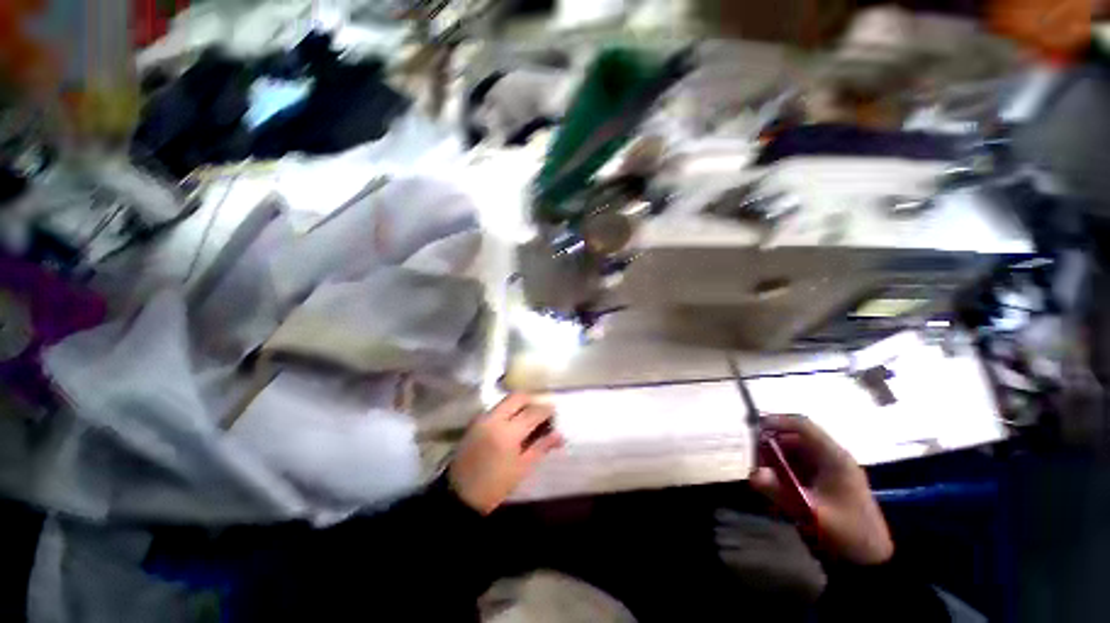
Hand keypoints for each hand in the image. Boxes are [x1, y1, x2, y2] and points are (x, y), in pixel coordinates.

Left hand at [448, 394, 563, 514]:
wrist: (459, 495)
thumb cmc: (495, 485)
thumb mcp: (522, 468)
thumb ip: (541, 447)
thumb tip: (559, 435)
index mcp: (508, 433)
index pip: (532, 412)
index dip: (546, 410)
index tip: (555, 411)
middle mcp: (494, 419)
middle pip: (517, 397)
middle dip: (532, 400)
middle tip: (541, 411)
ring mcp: (483, 418)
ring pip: (506, 400)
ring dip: (520, 404)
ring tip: (529, 417)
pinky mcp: (475, 421)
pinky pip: (496, 408)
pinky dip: (508, 410)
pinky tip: (513, 423)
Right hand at [750, 415, 893, 564]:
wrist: (869, 562)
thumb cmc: (846, 534)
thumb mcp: (811, 514)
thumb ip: (780, 492)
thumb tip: (752, 473)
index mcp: (834, 458)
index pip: (803, 426)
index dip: (777, 421)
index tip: (752, 426)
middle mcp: (830, 458)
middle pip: (794, 438)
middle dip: (769, 443)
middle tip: (750, 455)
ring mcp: (826, 470)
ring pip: (792, 452)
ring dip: (773, 458)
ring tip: (758, 471)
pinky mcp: (821, 483)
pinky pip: (795, 467)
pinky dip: (780, 470)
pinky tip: (770, 484)